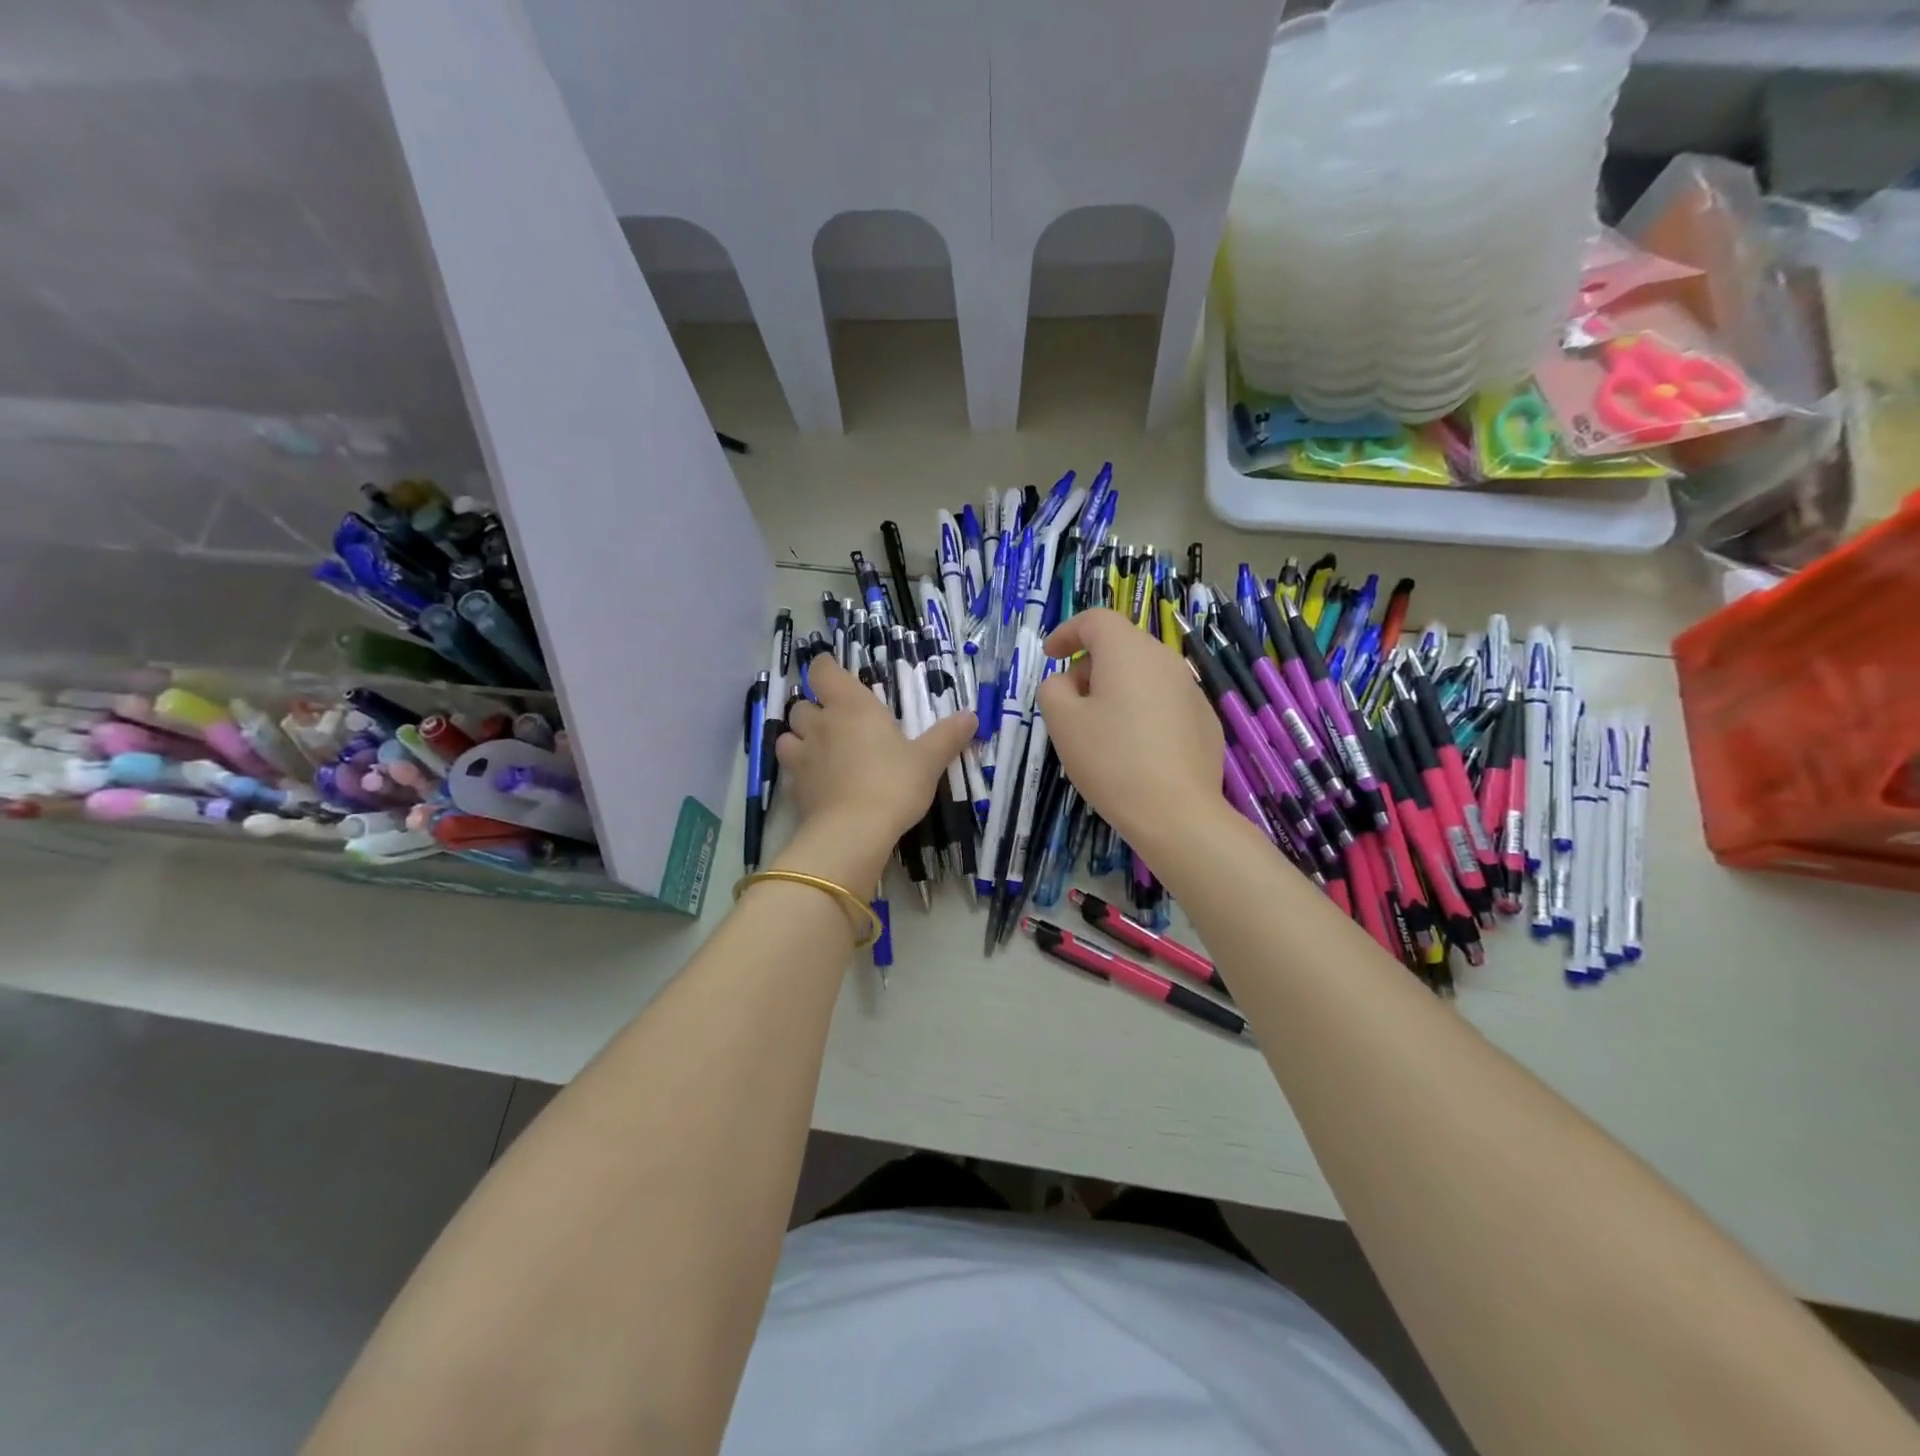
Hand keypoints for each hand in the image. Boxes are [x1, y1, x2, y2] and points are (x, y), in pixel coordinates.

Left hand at [775, 655, 975, 867]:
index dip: (826, 668)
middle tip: (835, 720)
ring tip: (819, 748)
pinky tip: (816, 780)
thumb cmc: (894, 784)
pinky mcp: (794, 787)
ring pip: (788, 734)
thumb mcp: (928, 760)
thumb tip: (972, 715)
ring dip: (799, 737)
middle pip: (802, 704)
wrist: (854, 832)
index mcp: (852, 706)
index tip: (835, 673)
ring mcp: (802, 756)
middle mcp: (821, 724)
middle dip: (814, 708)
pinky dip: (799, 769)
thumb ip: (947, 736)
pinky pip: (790, 769)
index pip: (823, 671)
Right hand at [1037, 609, 1224, 852]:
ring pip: (1144, 673)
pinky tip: (1134, 748)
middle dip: (1090, 663)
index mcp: (1127, 651)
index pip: (1095, 620)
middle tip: (1069, 699)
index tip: (1050, 656)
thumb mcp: (1062, 723)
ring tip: (1099, 727)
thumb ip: (1053, 690)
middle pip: (1121, 644)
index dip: (1067, 632)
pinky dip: (1142, 708)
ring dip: (1116, 687)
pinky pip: (1163, 700)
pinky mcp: (1204, 719)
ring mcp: (1191, 689)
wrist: (1177, 812)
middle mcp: (1164, 659)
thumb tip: (1067, 682)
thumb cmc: (1111, 760)